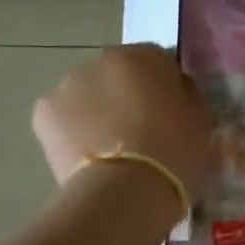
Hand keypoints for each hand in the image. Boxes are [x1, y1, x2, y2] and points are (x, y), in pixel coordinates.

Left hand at [32, 44, 212, 201]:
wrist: (126, 189)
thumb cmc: (174, 151)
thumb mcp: (201, 120)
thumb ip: (187, 97)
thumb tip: (176, 93)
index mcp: (143, 56)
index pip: (158, 62)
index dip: (166, 88)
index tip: (172, 114)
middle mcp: (100, 60)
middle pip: (117, 75)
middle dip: (127, 96)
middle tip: (141, 133)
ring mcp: (66, 86)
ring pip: (87, 96)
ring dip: (97, 113)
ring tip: (112, 152)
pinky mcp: (43, 115)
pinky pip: (64, 120)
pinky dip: (73, 133)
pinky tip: (88, 159)